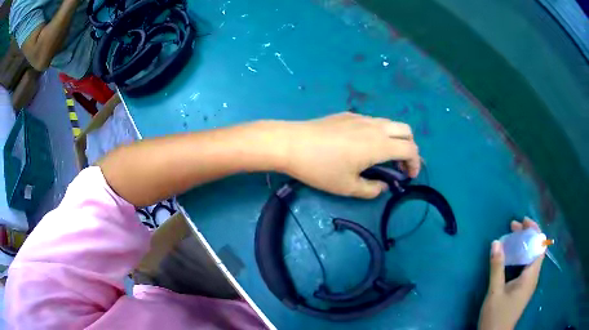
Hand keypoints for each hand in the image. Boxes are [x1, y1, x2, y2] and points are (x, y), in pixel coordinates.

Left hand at [282, 112, 419, 198]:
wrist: (291, 143)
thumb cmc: (320, 168)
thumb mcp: (347, 187)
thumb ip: (371, 189)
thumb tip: (382, 186)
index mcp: (379, 144)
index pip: (410, 149)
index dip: (415, 163)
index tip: (408, 177)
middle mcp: (375, 127)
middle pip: (406, 130)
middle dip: (410, 148)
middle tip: (399, 165)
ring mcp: (361, 117)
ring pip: (390, 123)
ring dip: (395, 138)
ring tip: (383, 156)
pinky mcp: (348, 115)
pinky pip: (373, 121)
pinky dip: (380, 132)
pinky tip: (363, 145)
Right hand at [478, 217, 544, 329]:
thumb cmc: (497, 315)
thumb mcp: (495, 292)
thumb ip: (497, 267)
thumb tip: (496, 242)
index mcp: (531, 276)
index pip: (539, 246)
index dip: (534, 231)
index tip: (522, 221)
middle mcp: (533, 277)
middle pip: (536, 249)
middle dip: (527, 235)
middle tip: (513, 227)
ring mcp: (529, 284)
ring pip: (531, 257)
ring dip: (524, 245)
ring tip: (512, 238)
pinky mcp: (524, 289)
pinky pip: (527, 266)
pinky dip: (521, 256)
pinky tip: (512, 257)